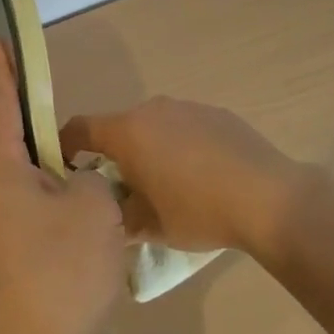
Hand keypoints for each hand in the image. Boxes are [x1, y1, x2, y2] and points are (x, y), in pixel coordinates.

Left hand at [0, 40, 126, 333]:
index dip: (0, 70)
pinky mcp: (8, 257)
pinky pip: (29, 206)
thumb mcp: (94, 207)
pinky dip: (50, 190)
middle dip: (23, 110)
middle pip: (6, 139)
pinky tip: (78, 194)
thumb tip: (78, 184)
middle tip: (43, 84)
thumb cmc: (62, 271)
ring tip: (70, 138)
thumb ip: (90, 177)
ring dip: (42, 155)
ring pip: (19, 175)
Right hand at [59, 96, 309, 261]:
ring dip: (149, 149)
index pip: (79, 128)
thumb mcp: (149, 226)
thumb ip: (118, 216)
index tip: (65, 169)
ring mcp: (187, 107)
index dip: (65, 146)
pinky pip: (184, 127)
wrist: (269, 197)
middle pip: (119, 127)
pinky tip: (201, 176)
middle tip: (121, 189)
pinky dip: (180, 146)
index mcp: (128, 131)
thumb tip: (109, 212)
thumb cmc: (198, 211)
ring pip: (153, 126)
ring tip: (166, 185)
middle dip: (114, 155)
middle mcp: (152, 109)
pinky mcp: (217, 113)